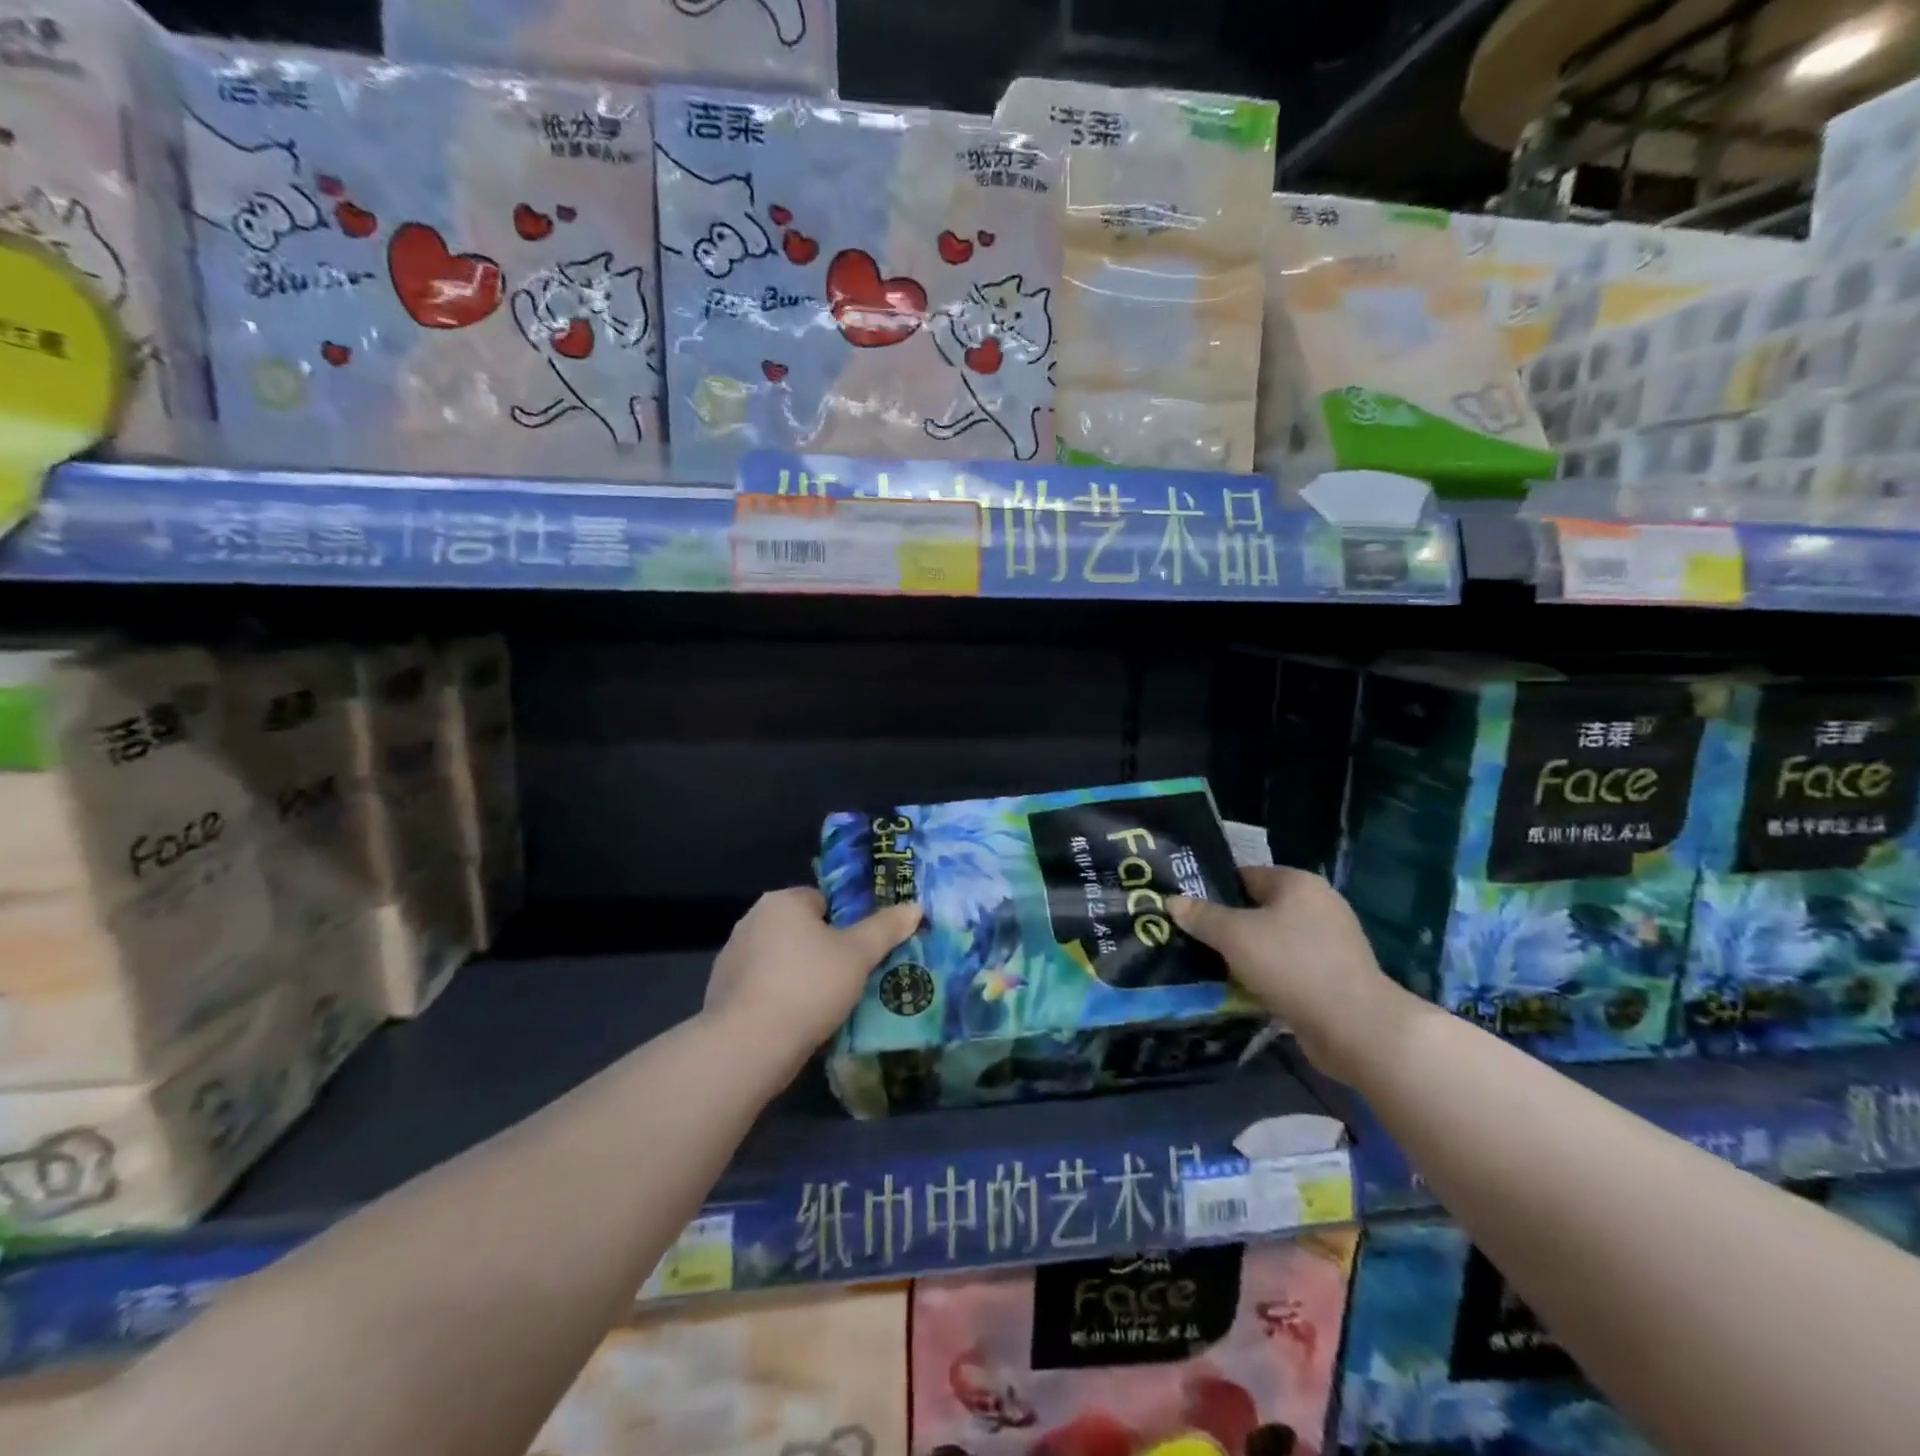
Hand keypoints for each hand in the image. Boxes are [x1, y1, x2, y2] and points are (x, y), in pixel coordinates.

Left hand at [703, 888, 920, 1074]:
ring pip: (780, 960)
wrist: (748, 1045)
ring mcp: (732, 957)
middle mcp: (752, 920)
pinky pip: (761, 988)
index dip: (844, 926)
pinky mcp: (721, 992)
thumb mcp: (858, 955)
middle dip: (822, 952)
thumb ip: (886, 928)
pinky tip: (794, 1024)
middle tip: (848, 980)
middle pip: (800, 930)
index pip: (822, 901)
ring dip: (799, 976)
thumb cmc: (809, 986)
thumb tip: (915, 907)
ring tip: (824, 1007)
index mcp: (782, 901)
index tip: (858, 954)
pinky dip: (777, 999)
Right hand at [1170, 866, 1417, 1083]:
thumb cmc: (1292, 966)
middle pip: (1257, 909)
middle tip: (1190, 940)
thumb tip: (1172, 901)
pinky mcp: (1332, 977)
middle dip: (1225, 926)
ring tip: (1209, 967)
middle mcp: (1317, 905)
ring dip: (1244, 955)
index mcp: (1297, 883)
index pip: (1243, 876)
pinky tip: (1241, 990)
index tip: (1184, 910)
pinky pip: (1286, 968)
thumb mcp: (1235, 936)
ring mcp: (1329, 943)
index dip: (1211, 890)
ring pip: (1271, 941)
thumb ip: (1201, 916)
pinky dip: (1265, 976)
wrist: (1355, 1028)